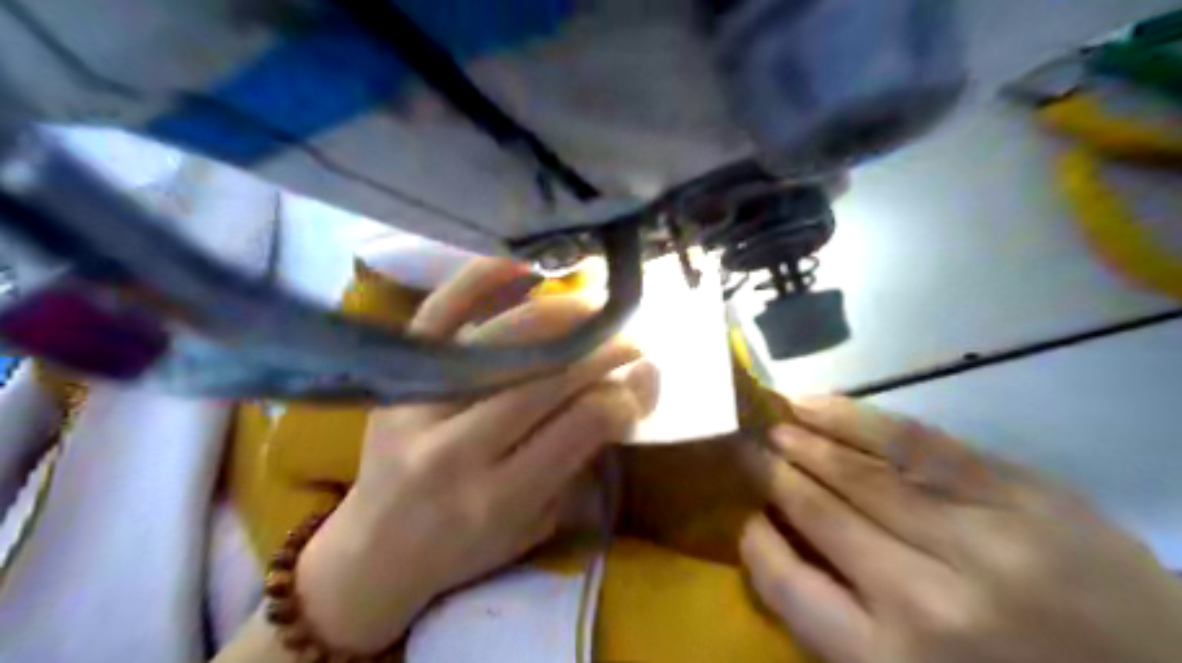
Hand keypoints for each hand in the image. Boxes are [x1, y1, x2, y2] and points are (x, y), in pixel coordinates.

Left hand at [291, 258, 649, 651]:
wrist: (376, 550)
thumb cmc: (468, 546)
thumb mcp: (537, 522)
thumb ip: (583, 458)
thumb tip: (629, 389)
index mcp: (497, 498)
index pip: (579, 425)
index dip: (622, 395)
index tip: (642, 380)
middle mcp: (456, 449)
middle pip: (547, 377)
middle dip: (602, 350)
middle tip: (630, 338)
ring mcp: (418, 405)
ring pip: (505, 341)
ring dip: (562, 316)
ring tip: (596, 307)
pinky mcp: (397, 379)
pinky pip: (438, 315)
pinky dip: (479, 281)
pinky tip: (521, 264)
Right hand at [736, 396, 1181, 661]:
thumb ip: (845, 626)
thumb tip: (783, 547)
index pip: (788, 587)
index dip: (755, 544)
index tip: (744, 519)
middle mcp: (924, 601)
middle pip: (819, 515)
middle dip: (770, 476)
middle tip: (741, 450)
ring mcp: (978, 541)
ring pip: (859, 474)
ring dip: (803, 444)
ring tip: (772, 427)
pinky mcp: (1019, 495)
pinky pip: (917, 444)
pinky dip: (855, 419)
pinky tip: (817, 405)